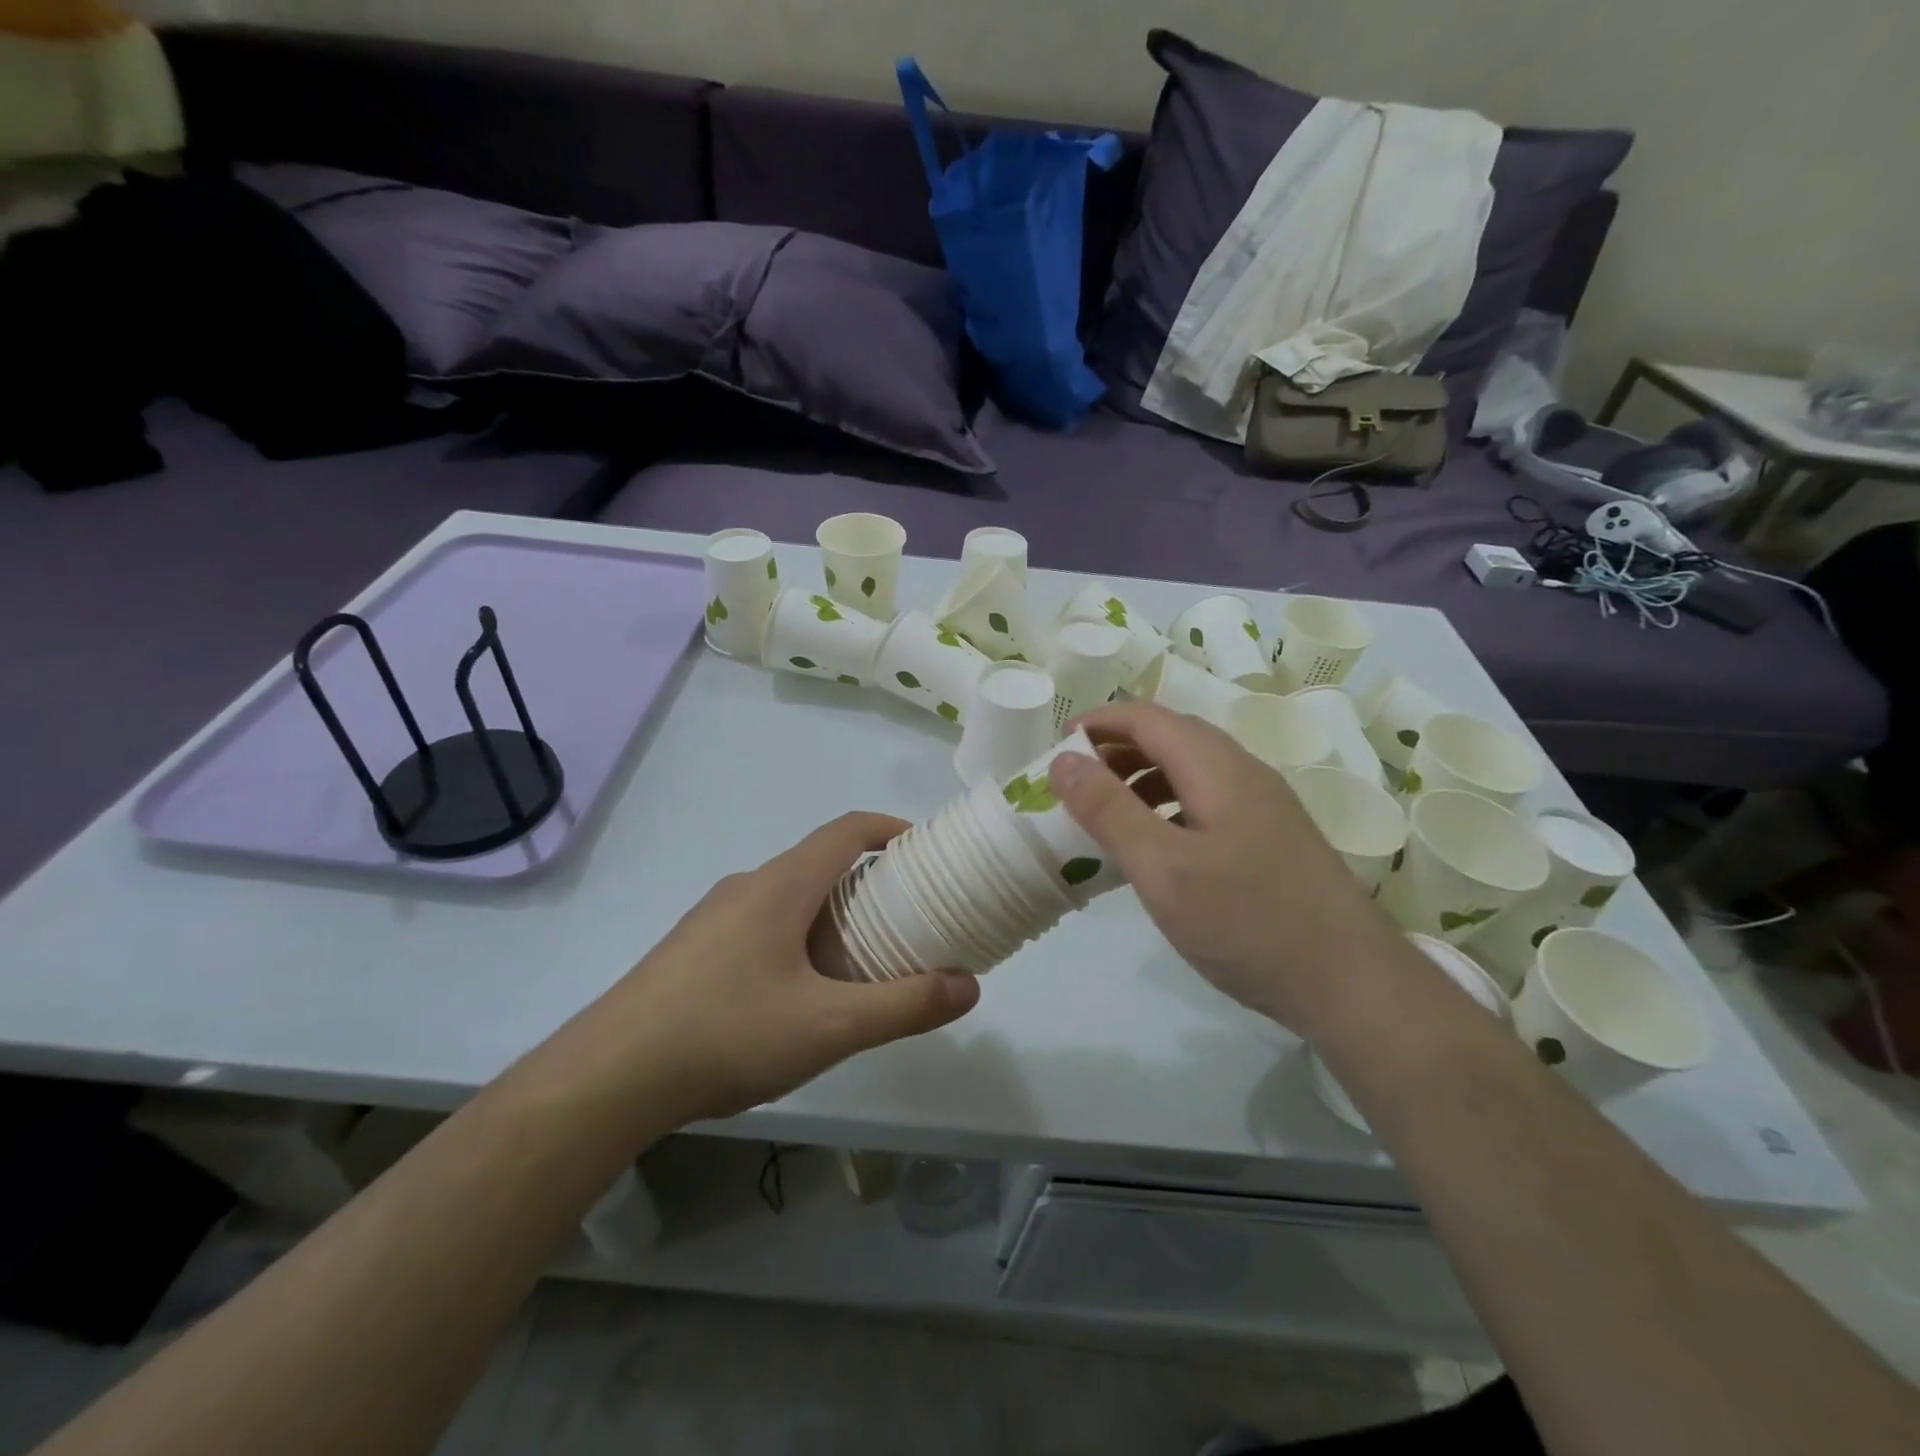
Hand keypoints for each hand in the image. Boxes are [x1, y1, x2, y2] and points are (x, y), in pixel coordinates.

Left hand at [579, 813, 979, 1122]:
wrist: (608, 1077)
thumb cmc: (727, 1033)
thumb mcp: (829, 1026)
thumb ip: (904, 1006)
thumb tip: (969, 986)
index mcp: (781, 884)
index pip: (848, 830)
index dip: (892, 830)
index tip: (928, 853)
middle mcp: (747, 886)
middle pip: (821, 863)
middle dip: (870, 883)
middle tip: (908, 920)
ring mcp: (714, 917)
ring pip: (790, 897)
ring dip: (832, 914)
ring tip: (861, 963)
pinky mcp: (694, 949)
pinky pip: (762, 924)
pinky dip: (798, 937)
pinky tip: (799, 996)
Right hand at [1048, 703, 1400, 1031]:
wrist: (1351, 983)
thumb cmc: (1247, 921)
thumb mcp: (1163, 868)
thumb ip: (1109, 810)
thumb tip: (1063, 759)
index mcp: (1218, 767)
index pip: (1148, 718)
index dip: (1098, 723)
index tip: (1056, 747)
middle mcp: (1245, 773)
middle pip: (1172, 736)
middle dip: (1117, 749)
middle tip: (1076, 783)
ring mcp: (1264, 806)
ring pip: (1192, 769)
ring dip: (1143, 777)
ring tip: (1108, 814)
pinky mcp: (1272, 838)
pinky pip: (1208, 800)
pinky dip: (1169, 805)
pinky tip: (1158, 846)